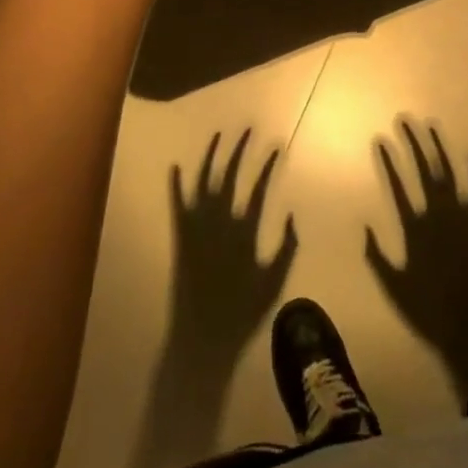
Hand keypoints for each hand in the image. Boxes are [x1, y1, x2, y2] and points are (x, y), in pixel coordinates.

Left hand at [167, 130, 297, 367]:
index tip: (276, 147)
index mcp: (245, 231)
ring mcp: (197, 228)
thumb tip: (292, 214)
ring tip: (218, 135)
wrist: (202, 338)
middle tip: (248, 130)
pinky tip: (174, 166)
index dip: (268, 165)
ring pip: (203, 183)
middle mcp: (220, 221)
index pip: (259, 187)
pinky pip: (176, 206)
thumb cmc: (243, 312)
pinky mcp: (180, 238)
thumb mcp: (275, 281)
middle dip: (239, 150)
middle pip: (230, 176)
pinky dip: (175, 185)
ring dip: (210, 157)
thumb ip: (287, 247)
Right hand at [365, 120, 467, 402]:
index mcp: (414, 227)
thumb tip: (363, 225)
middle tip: (404, 120)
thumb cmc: (428, 309)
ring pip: (448, 172)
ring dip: (439, 147)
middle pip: (424, 169)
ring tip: (430, 125)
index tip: (380, 139)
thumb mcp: (393, 287)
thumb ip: (376, 256)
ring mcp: (460, 216)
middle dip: (413, 142)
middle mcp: (437, 214)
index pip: (397, 185)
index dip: (388, 161)